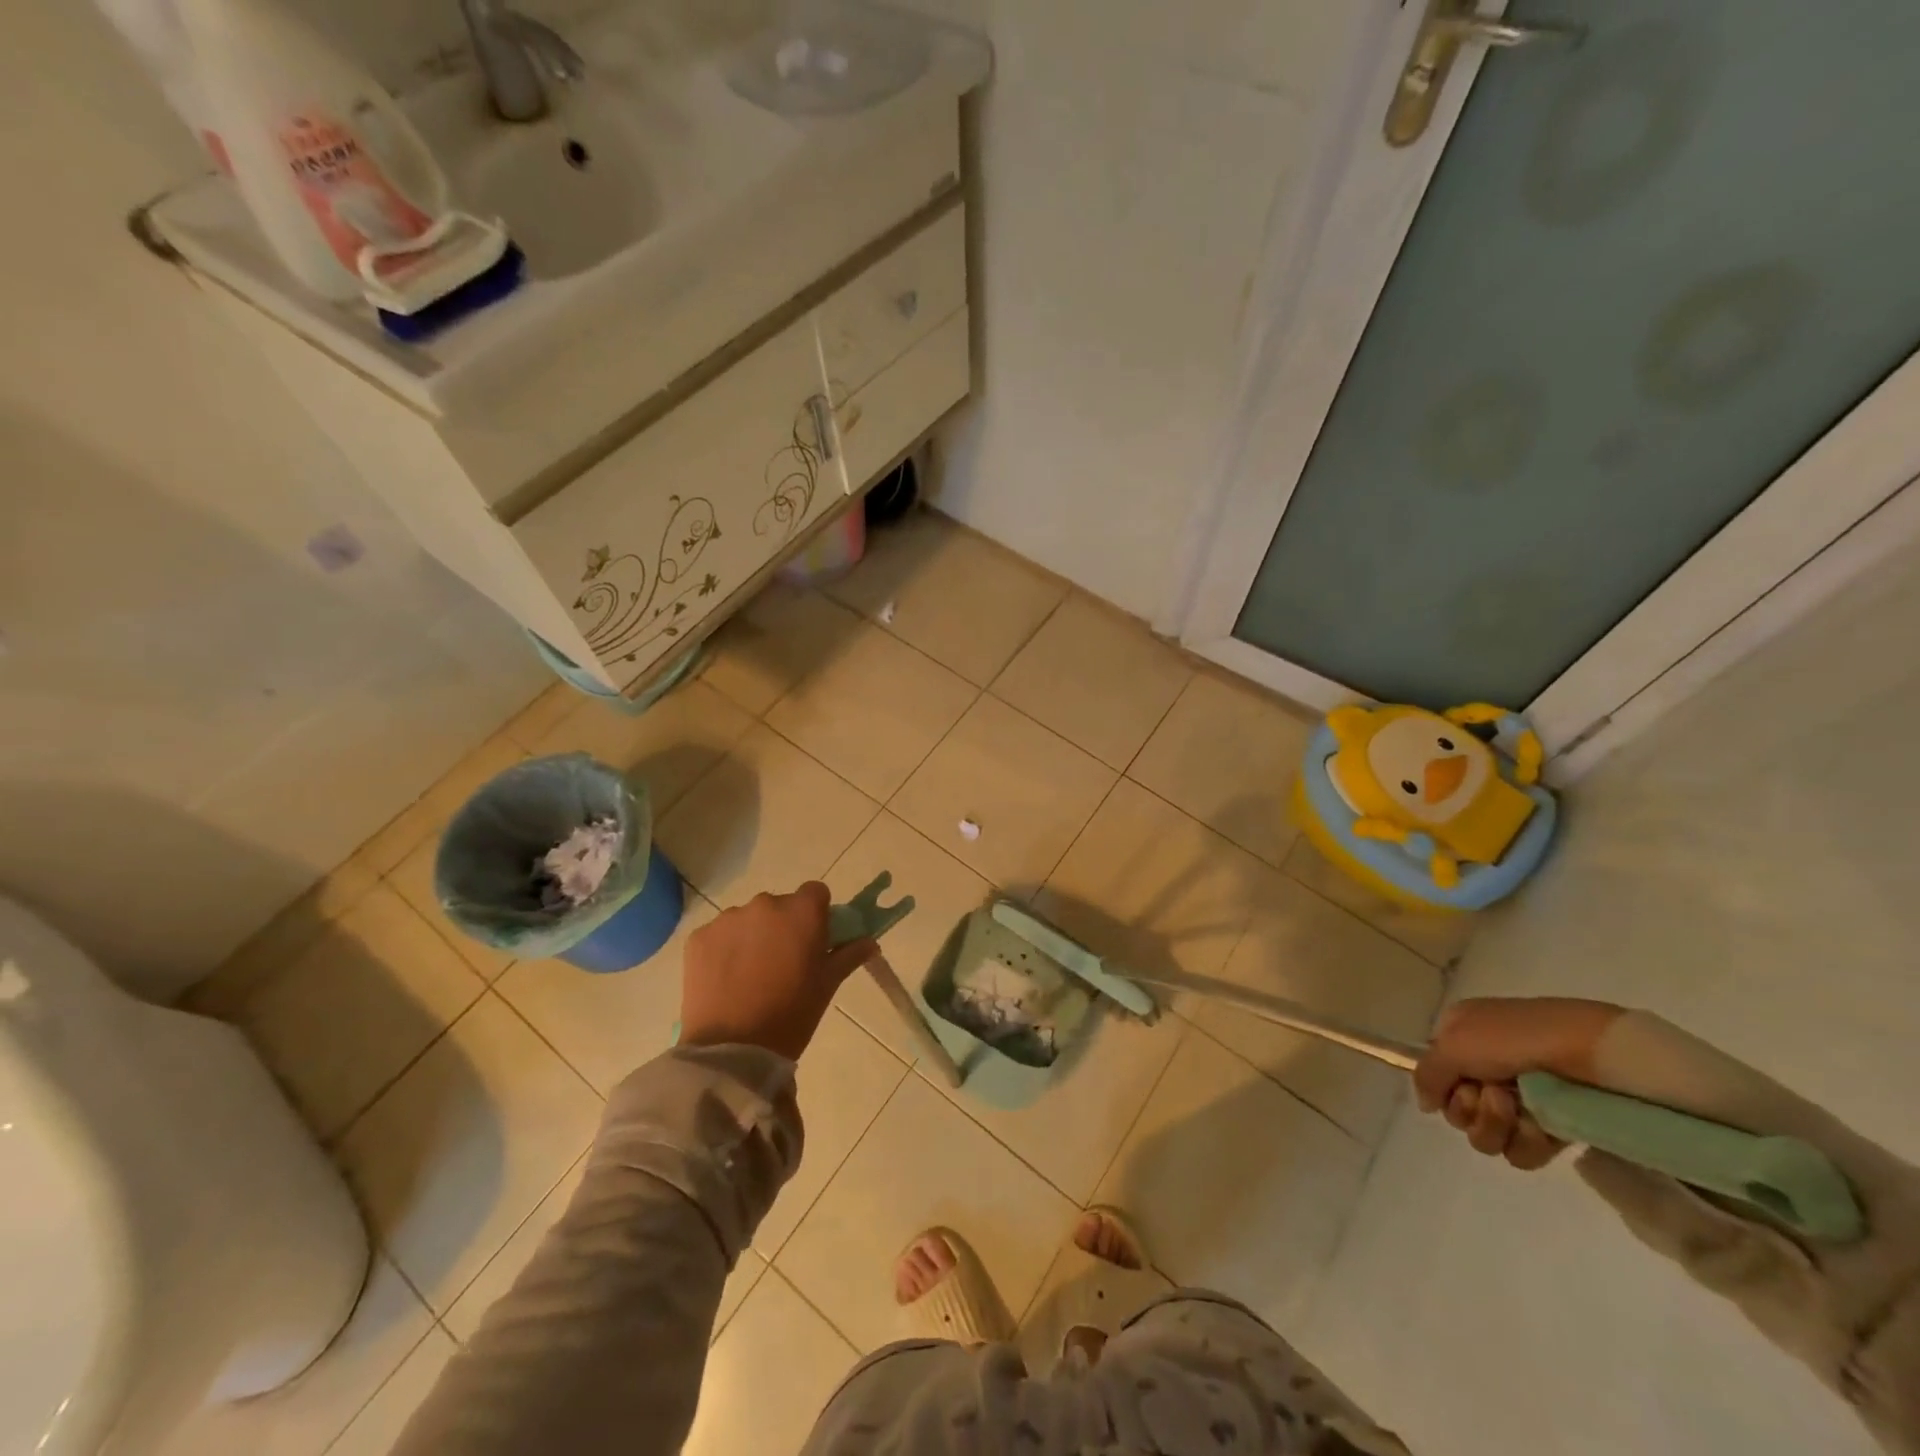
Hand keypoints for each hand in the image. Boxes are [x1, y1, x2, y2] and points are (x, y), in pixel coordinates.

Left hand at [679, 882, 877, 1060]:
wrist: (732, 1049)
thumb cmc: (791, 1016)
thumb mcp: (827, 986)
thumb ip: (848, 955)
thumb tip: (869, 942)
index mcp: (801, 912)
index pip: (815, 893)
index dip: (816, 914)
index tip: (813, 941)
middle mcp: (765, 904)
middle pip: (780, 905)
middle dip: (783, 926)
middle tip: (782, 964)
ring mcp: (728, 918)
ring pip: (747, 919)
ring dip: (752, 936)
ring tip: (750, 976)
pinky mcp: (699, 937)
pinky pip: (719, 935)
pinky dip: (724, 950)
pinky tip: (725, 980)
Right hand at [1413, 997, 1624, 1170]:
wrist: (1591, 1053)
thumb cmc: (1515, 1038)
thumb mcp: (1453, 1043)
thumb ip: (1427, 1074)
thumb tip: (1426, 1104)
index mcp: (1462, 1038)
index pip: (1436, 1077)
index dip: (1443, 1087)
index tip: (1459, 1084)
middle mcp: (1487, 1068)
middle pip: (1458, 1111)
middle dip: (1471, 1110)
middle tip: (1494, 1095)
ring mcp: (1521, 1100)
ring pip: (1487, 1136)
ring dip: (1496, 1125)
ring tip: (1518, 1108)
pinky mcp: (1552, 1128)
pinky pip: (1522, 1152)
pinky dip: (1527, 1142)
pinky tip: (1541, 1127)